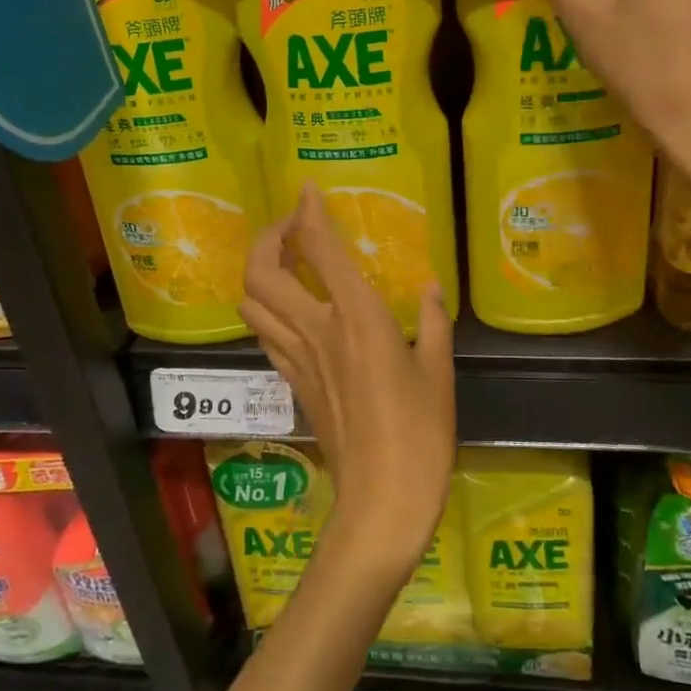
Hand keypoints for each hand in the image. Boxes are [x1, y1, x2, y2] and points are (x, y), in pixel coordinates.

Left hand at [238, 183, 455, 585]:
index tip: (308, 189)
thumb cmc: (421, 434)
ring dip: (259, 271)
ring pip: (252, 303)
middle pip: (261, 273)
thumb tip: (428, 284)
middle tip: (289, 226)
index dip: (309, 212)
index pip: (320, 250)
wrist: (381, 501)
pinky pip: (265, 333)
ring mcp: (297, 359)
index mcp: (357, 318)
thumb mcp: (437, 371)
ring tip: (284, 260)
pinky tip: (292, 308)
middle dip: (267, 238)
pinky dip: (268, 307)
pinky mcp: (292, 383)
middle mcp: (317, 330)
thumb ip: (431, 320)